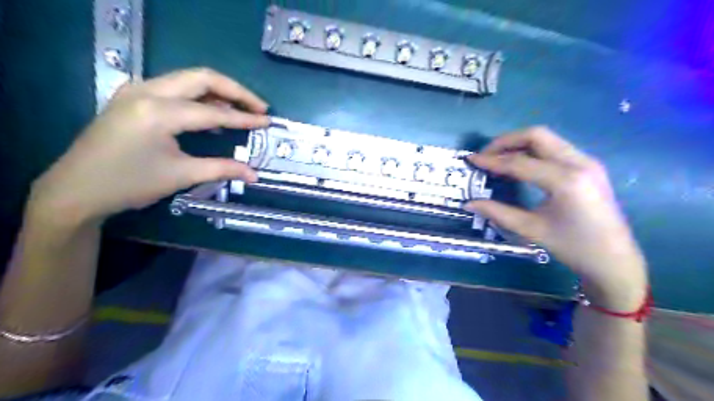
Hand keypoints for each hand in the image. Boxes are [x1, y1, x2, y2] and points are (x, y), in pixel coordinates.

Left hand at [26, 68, 266, 226]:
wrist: (76, 189)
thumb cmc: (130, 184)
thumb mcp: (181, 175)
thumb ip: (222, 169)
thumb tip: (254, 174)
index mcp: (159, 112)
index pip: (214, 111)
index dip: (245, 118)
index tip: (268, 122)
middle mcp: (148, 91)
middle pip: (203, 77)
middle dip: (236, 91)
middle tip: (260, 107)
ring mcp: (137, 90)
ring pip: (188, 79)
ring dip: (219, 91)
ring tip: (242, 108)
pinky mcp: (133, 97)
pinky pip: (175, 87)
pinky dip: (200, 96)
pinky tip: (213, 112)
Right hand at [466, 127, 650, 307]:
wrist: (615, 260)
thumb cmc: (573, 248)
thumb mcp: (531, 230)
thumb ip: (497, 212)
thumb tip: (469, 204)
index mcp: (566, 181)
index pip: (520, 162)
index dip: (491, 160)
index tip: (471, 160)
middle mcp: (579, 163)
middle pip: (536, 135)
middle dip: (506, 142)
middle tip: (485, 156)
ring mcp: (587, 161)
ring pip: (547, 138)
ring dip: (519, 144)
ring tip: (498, 159)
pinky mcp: (588, 166)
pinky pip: (555, 148)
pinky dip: (533, 151)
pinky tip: (520, 166)